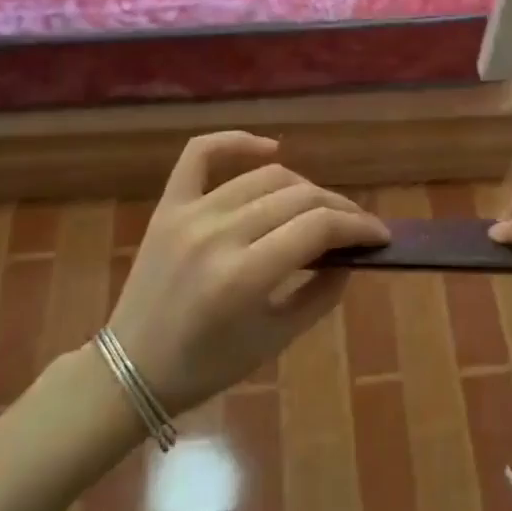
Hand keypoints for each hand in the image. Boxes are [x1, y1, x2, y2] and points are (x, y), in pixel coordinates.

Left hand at [105, 132, 388, 414]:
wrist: (131, 368)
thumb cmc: (208, 365)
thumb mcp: (276, 340)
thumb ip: (321, 294)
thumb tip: (350, 255)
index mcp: (243, 277)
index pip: (318, 228)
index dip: (358, 226)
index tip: (380, 235)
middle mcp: (217, 234)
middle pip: (298, 198)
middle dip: (340, 210)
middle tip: (357, 227)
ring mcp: (189, 213)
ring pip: (265, 177)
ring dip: (304, 187)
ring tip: (319, 208)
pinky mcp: (169, 204)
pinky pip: (201, 153)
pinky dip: (237, 142)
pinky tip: (268, 149)